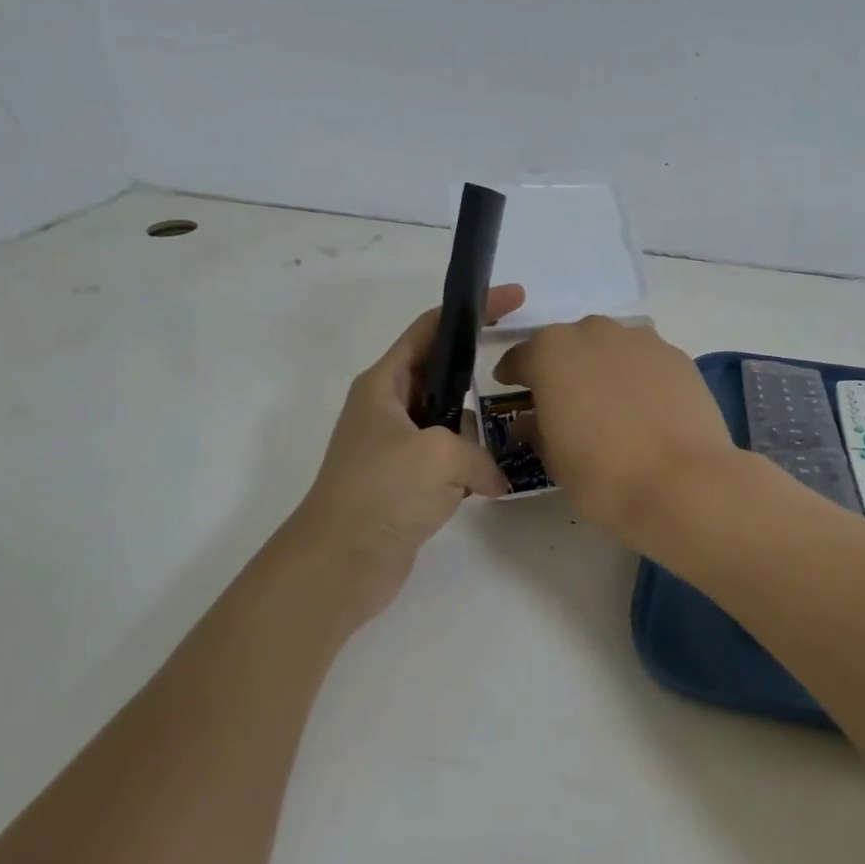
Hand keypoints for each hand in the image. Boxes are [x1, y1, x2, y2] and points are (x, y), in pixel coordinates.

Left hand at [287, 284, 525, 625]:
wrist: (339, 565)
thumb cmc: (381, 492)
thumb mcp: (439, 456)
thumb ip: (478, 454)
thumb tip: (491, 479)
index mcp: (384, 385)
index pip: (430, 329)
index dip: (471, 309)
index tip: (513, 298)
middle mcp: (388, 409)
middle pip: (442, 374)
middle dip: (479, 370)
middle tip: (526, 366)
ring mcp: (396, 448)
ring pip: (449, 422)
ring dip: (477, 429)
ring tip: (516, 432)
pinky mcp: (406, 485)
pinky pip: (448, 462)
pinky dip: (470, 468)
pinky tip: (494, 481)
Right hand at [493, 316, 737, 536]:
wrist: (682, 483)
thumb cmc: (602, 475)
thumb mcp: (553, 460)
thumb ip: (537, 430)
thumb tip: (533, 422)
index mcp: (551, 352)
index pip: (521, 357)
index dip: (514, 375)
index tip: (512, 389)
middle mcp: (594, 333)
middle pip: (569, 345)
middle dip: (562, 368)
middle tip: (564, 401)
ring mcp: (640, 340)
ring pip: (610, 348)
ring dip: (603, 368)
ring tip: (610, 404)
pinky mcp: (677, 356)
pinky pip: (645, 361)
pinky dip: (638, 377)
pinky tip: (645, 408)